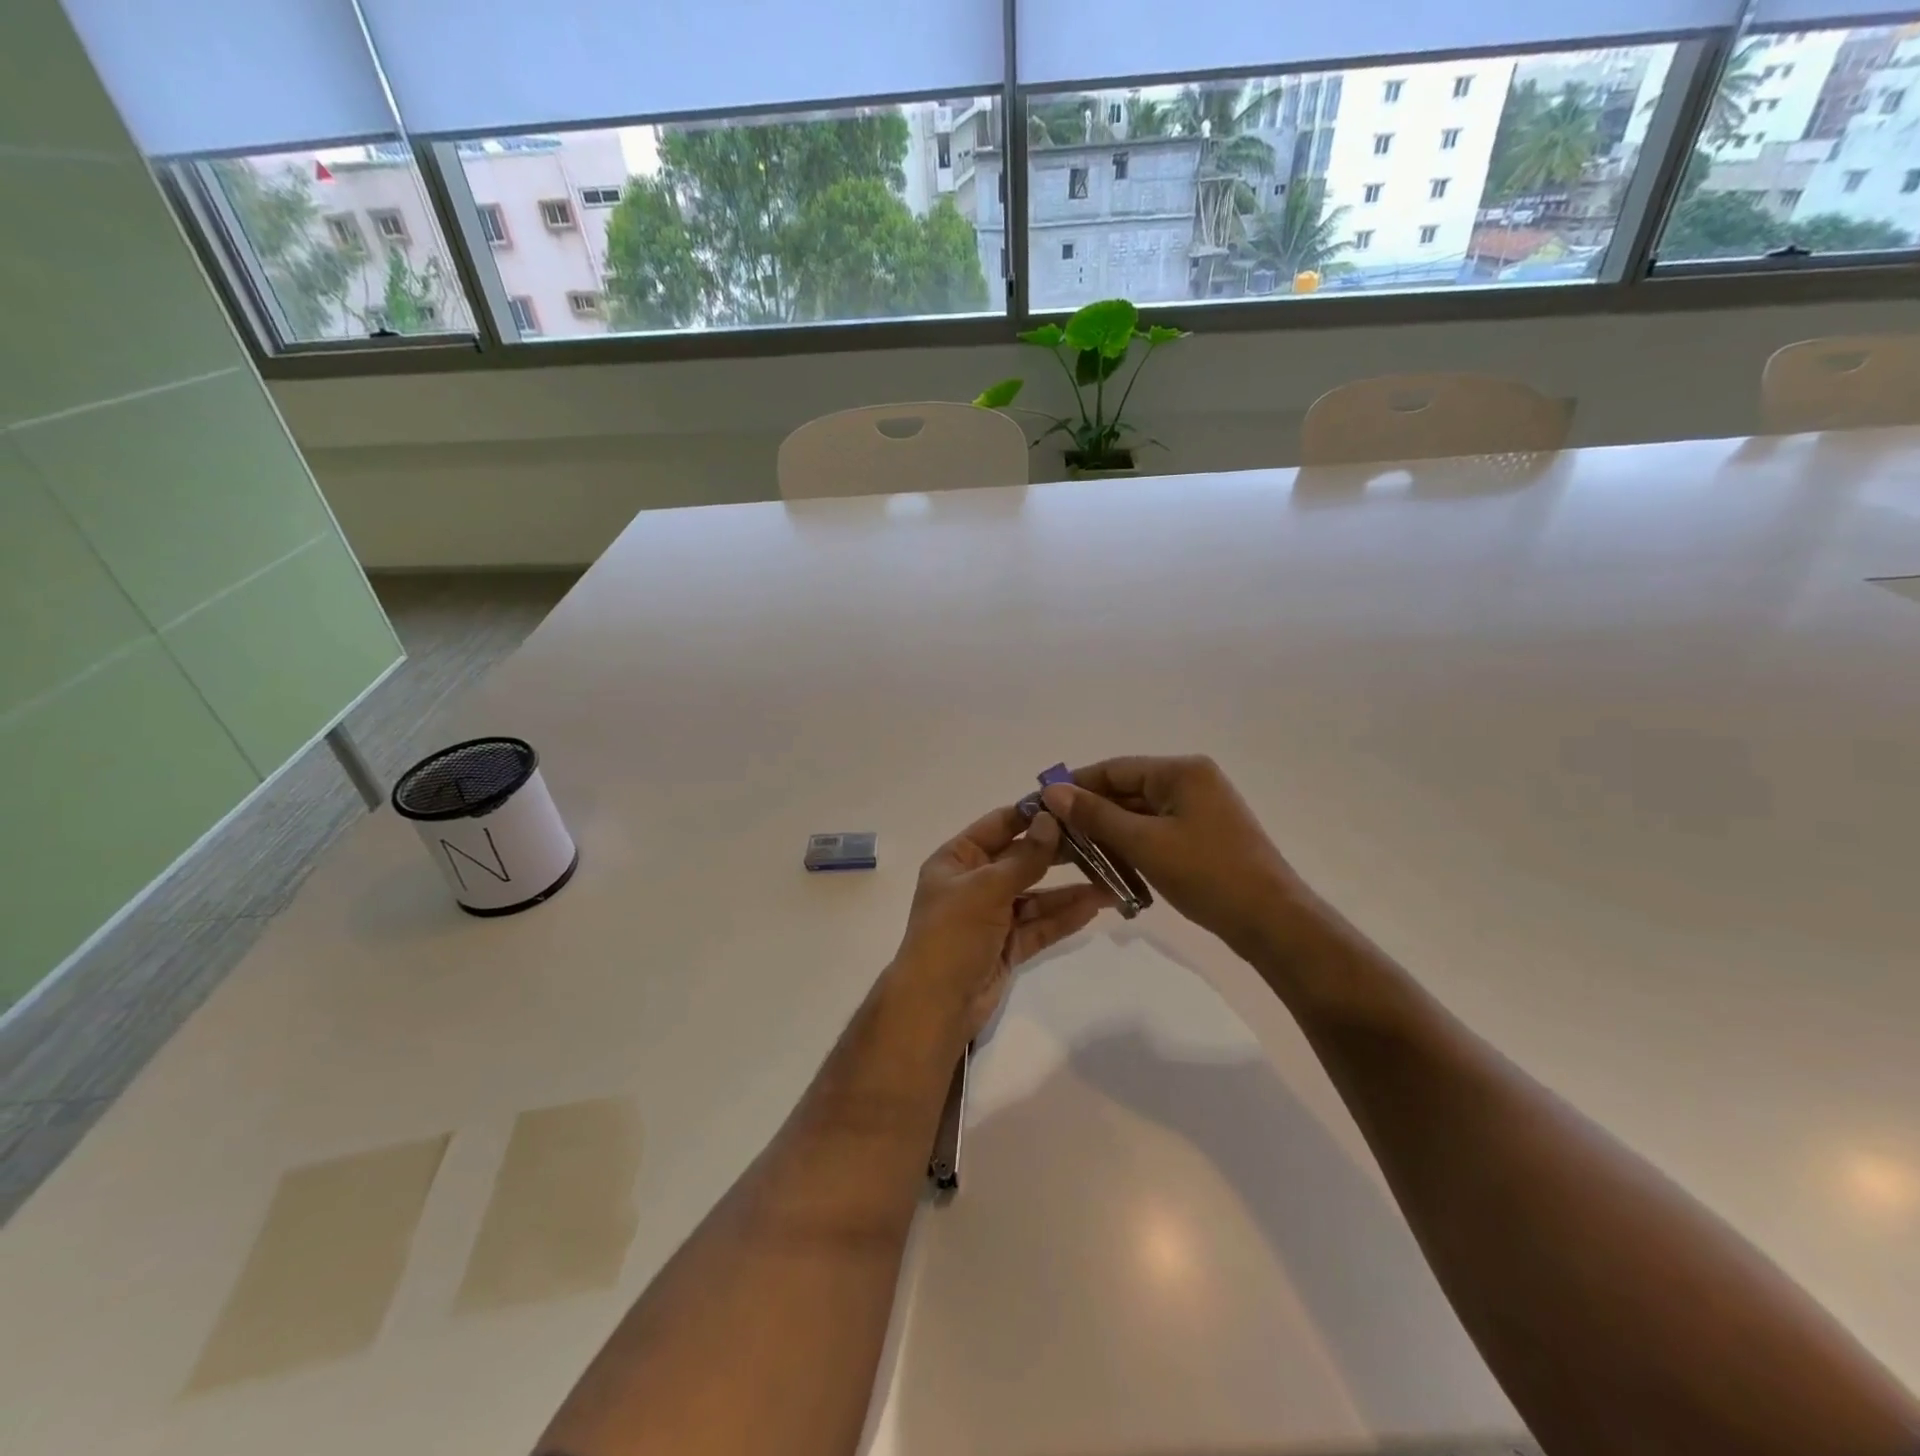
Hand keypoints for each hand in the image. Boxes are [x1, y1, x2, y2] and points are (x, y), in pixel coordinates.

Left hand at [890, 806, 1111, 1041]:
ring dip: (1068, 889)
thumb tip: (1051, 820)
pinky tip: (1094, 906)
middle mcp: (974, 882)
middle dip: (1058, 853)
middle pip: (1021, 859)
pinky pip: (1040, 924)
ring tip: (1110, 880)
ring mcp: (992, 915)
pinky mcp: (1008, 945)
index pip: (999, 825)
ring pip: (1036, 895)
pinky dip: (1064, 916)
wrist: (936, 1006)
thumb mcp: (986, 889)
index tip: (1071, 803)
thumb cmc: (952, 935)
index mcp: (957, 859)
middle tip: (1101, 841)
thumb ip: (1024, 857)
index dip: (1032, 814)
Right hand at [1041, 755, 1301, 957]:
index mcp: (1181, 771)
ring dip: (1108, 835)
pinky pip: (1155, 833)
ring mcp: (1199, 810)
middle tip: (1052, 839)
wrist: (1272, 922)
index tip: (1040, 807)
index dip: (1074, 787)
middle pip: (1125, 791)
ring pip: (1138, 815)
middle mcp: (1191, 781)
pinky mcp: (1202, 836)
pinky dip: (1131, 847)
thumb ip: (1096, 816)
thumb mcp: (1144, 843)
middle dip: (1089, 815)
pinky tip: (1108, 869)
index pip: (1113, 769)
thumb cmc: (1208, 874)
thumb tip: (1052, 791)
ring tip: (1073, 859)